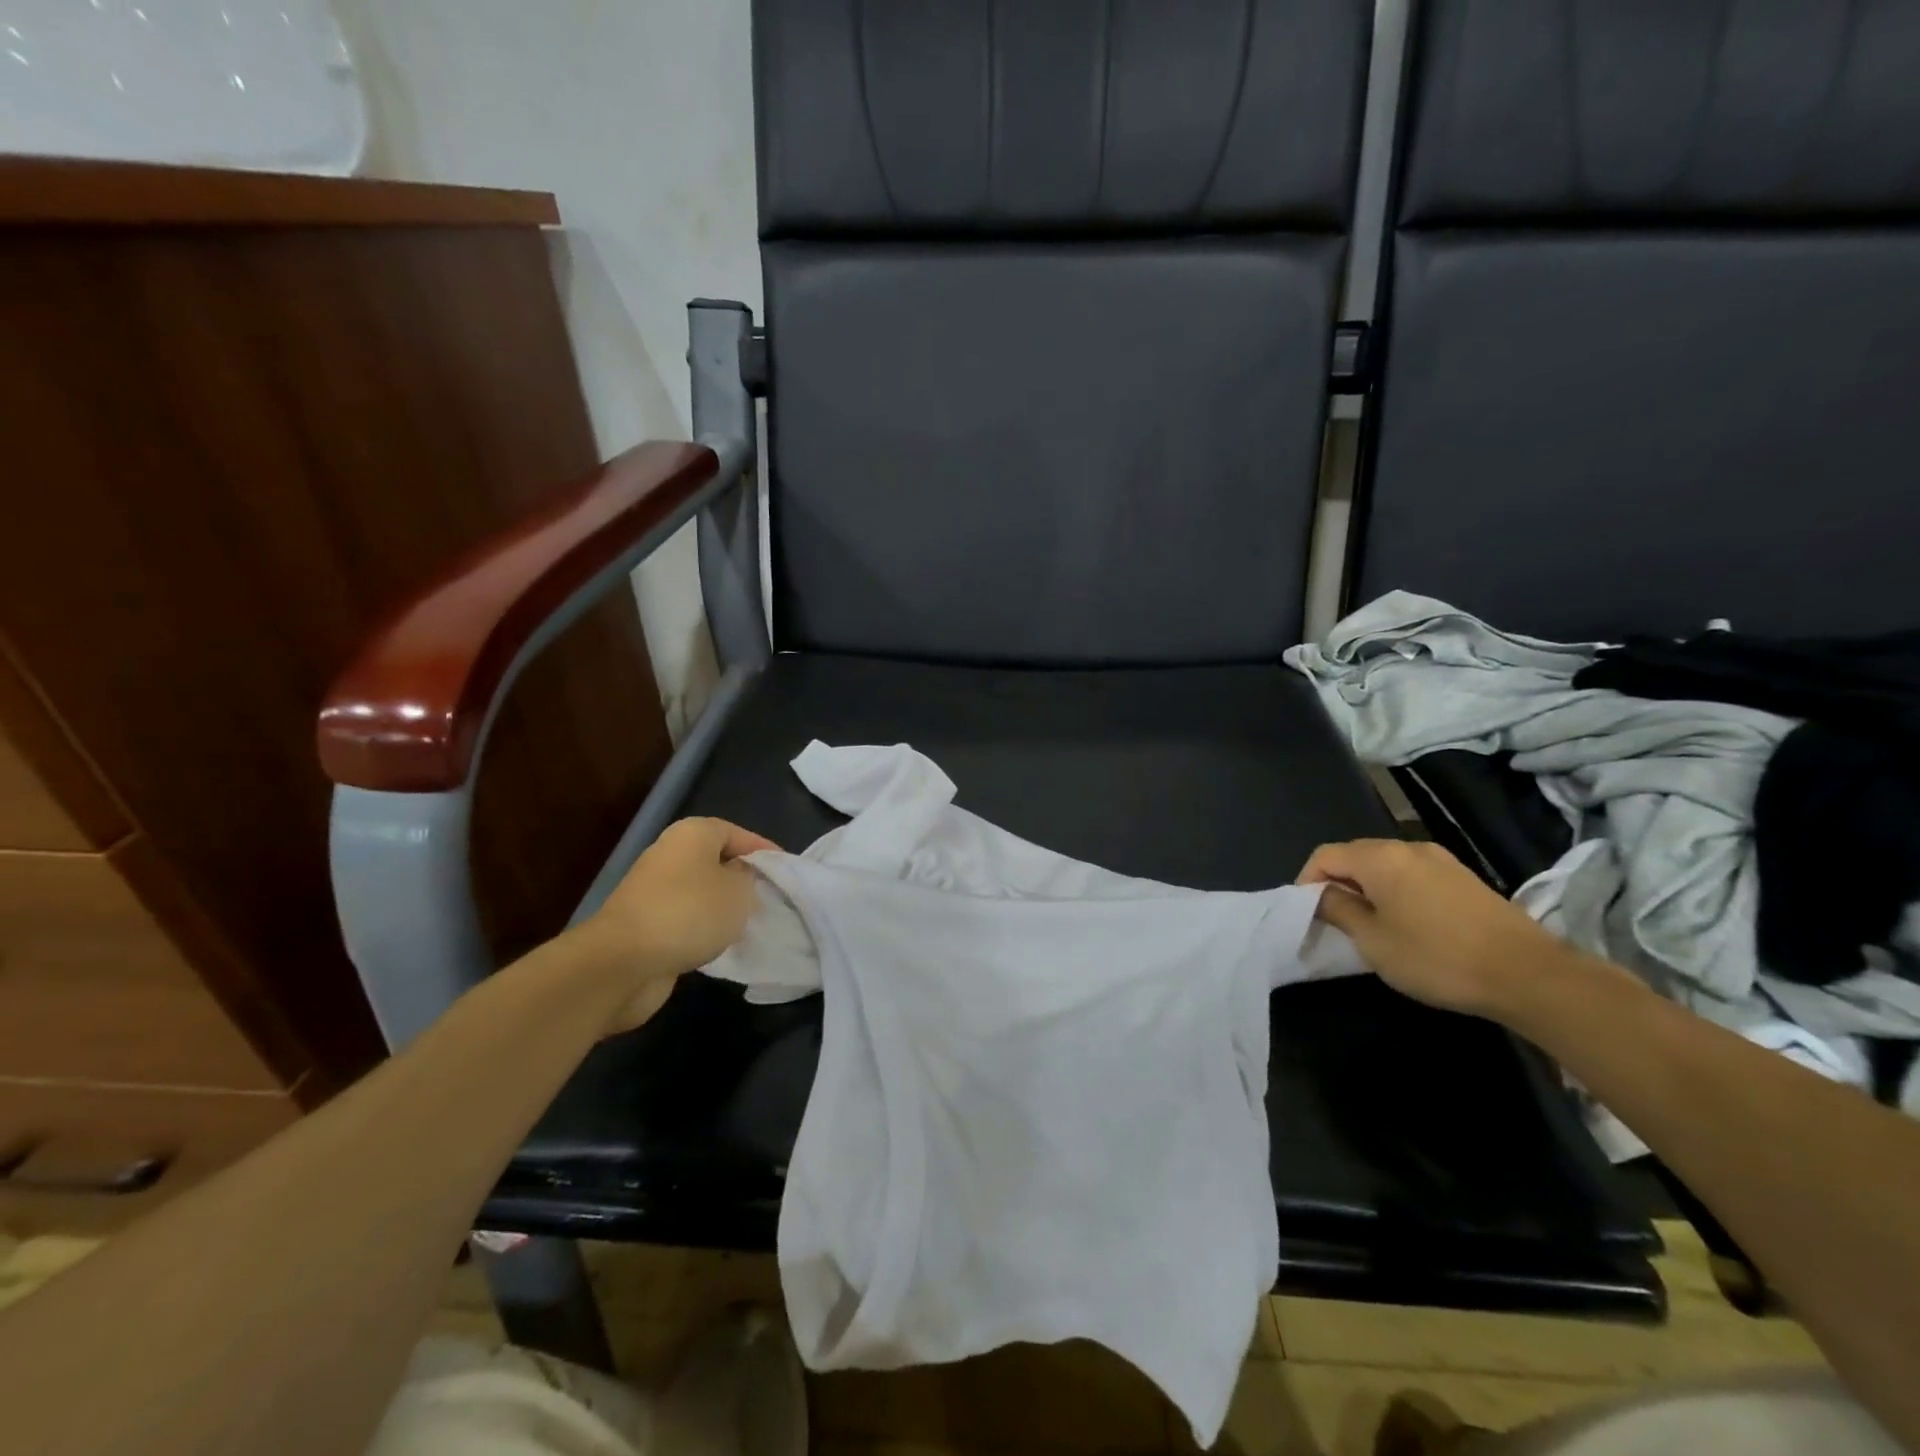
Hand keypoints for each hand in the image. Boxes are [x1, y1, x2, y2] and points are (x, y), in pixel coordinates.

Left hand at [578, 817, 779, 1030]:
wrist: (623, 961)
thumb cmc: (690, 912)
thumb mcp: (739, 891)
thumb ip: (749, 878)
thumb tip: (739, 877)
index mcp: (693, 834)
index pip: (738, 833)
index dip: (764, 850)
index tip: (786, 871)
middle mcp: (670, 854)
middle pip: (717, 861)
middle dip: (743, 879)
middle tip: (770, 898)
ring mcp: (653, 889)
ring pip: (701, 892)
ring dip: (723, 907)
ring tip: (751, 923)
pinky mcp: (645, 922)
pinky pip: (685, 918)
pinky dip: (703, 928)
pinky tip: (721, 944)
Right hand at [1297, 839, 1579, 1017]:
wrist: (1528, 975)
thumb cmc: (1437, 957)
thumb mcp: (1373, 941)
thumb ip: (1339, 910)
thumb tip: (1322, 895)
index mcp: (1379, 857)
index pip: (1324, 855)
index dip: (1306, 881)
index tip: (1307, 914)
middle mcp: (1407, 847)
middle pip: (1355, 855)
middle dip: (1337, 882)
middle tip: (1333, 919)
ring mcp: (1440, 859)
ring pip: (1385, 865)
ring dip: (1367, 888)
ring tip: (1368, 923)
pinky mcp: (1463, 877)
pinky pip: (1412, 874)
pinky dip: (1396, 891)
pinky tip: (1406, 922)